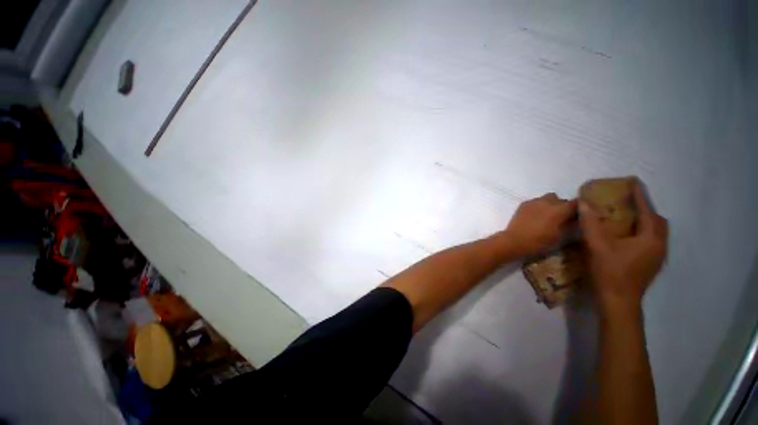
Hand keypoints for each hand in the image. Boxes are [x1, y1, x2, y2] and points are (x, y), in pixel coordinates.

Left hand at [503, 193, 576, 256]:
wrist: (515, 241)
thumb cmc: (541, 242)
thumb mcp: (562, 237)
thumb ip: (571, 225)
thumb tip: (575, 220)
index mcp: (560, 209)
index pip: (575, 203)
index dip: (577, 210)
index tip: (576, 217)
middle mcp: (548, 201)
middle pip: (560, 200)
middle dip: (562, 207)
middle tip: (560, 218)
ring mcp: (534, 201)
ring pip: (546, 199)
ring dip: (549, 205)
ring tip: (546, 217)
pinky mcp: (523, 204)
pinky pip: (535, 202)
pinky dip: (538, 207)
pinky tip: (534, 216)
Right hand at [579, 182, 667, 312]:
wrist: (618, 301)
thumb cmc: (610, 272)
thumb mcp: (597, 245)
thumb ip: (591, 224)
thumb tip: (584, 204)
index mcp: (650, 239)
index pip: (647, 211)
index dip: (640, 196)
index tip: (633, 182)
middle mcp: (659, 245)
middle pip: (657, 221)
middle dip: (646, 209)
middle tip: (630, 202)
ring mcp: (657, 256)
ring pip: (656, 232)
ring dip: (645, 221)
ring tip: (628, 216)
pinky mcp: (651, 264)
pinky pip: (651, 240)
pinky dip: (642, 232)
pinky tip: (628, 235)